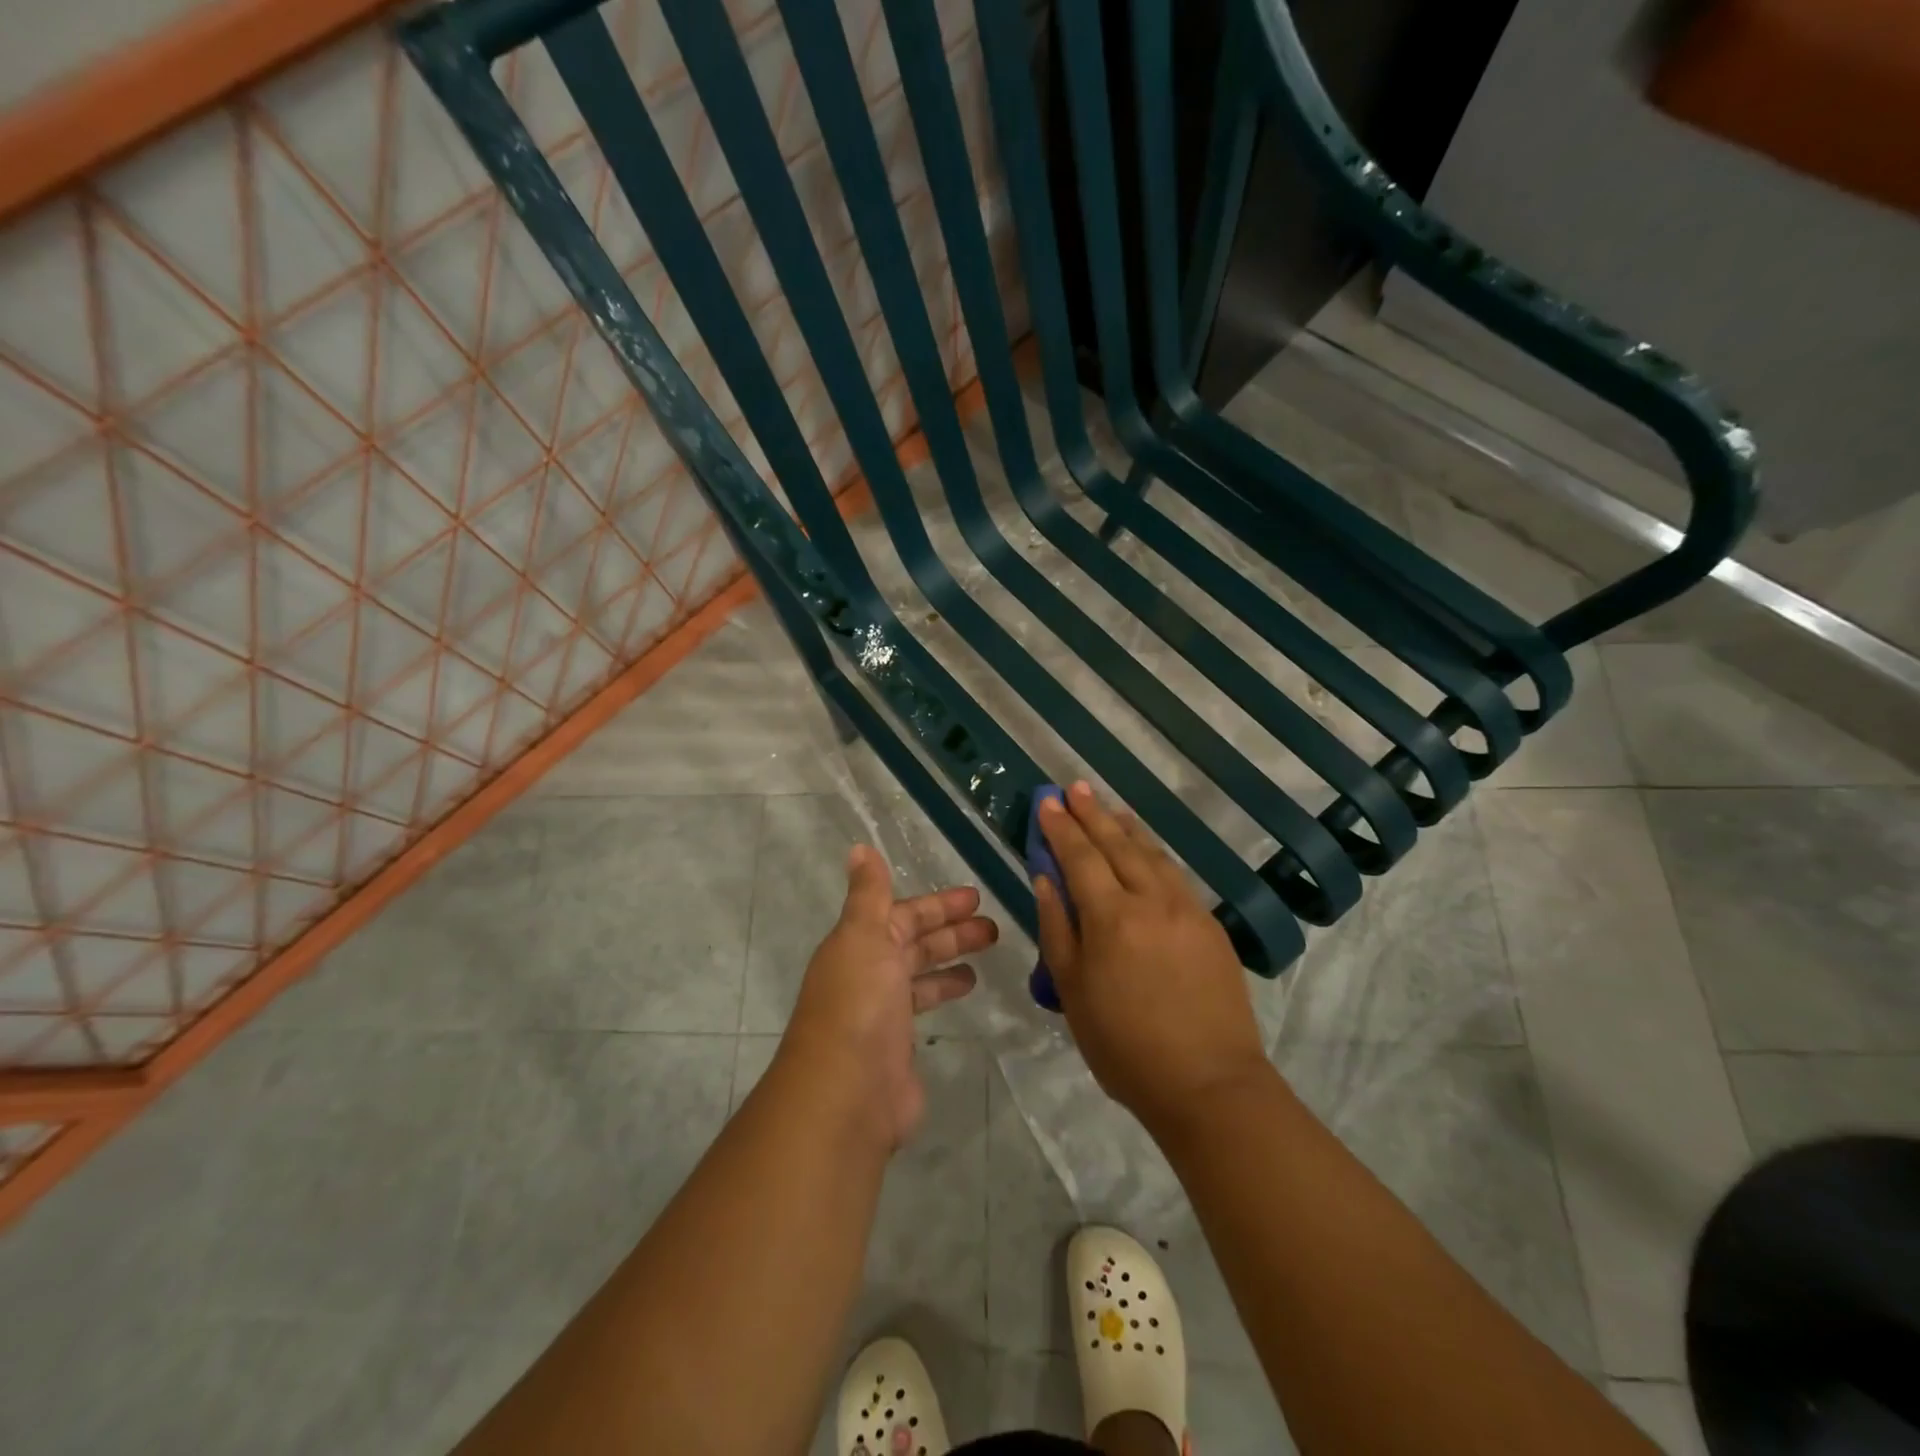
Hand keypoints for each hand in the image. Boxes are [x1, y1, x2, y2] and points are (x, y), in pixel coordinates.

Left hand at [781, 845, 997, 1149]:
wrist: (846, 1093)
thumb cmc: (859, 1004)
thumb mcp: (863, 937)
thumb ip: (868, 895)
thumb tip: (859, 848)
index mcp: (860, 944)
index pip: (903, 914)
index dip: (937, 905)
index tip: (975, 897)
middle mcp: (869, 973)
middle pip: (915, 943)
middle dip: (951, 932)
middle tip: (994, 929)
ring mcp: (882, 1011)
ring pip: (921, 974)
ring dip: (950, 961)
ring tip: (987, 958)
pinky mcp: (897, 1046)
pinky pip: (923, 1008)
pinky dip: (943, 994)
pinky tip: (966, 993)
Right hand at [1035, 782, 1270, 1135]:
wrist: (1209, 1084)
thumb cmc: (1125, 1046)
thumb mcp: (1073, 991)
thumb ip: (1057, 928)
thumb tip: (1046, 879)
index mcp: (1111, 918)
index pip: (1080, 858)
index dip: (1062, 827)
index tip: (1047, 801)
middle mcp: (1151, 900)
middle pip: (1118, 845)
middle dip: (1093, 814)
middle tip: (1076, 788)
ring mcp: (1187, 910)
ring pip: (1152, 854)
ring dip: (1127, 828)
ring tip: (1110, 809)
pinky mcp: (1210, 925)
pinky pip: (1175, 875)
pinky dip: (1155, 853)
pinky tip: (1148, 851)